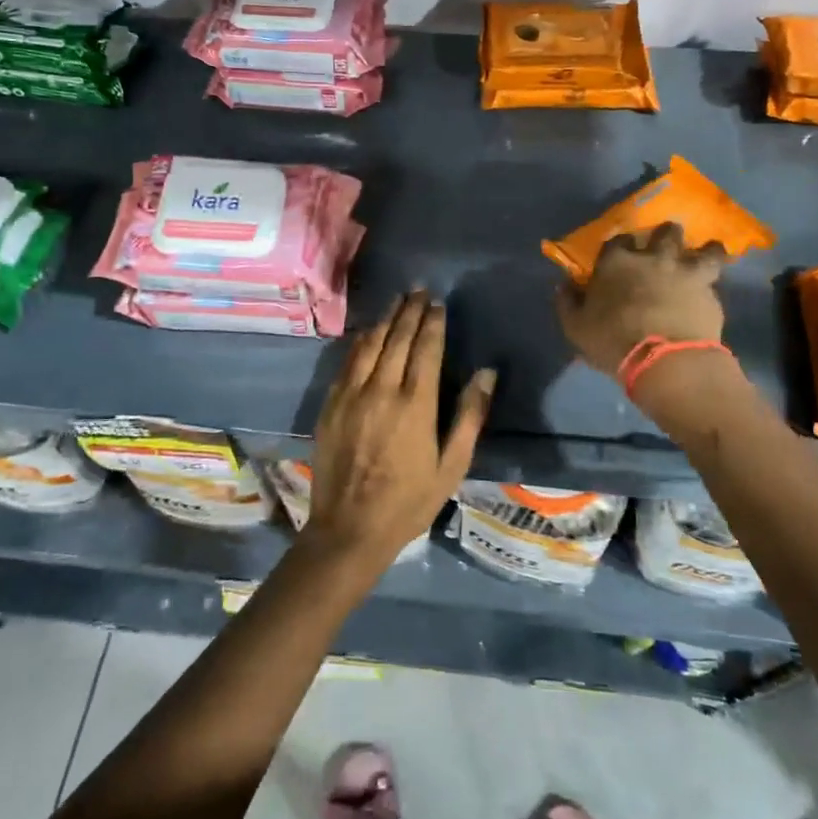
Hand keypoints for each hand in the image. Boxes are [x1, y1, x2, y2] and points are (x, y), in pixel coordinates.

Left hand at [306, 291, 495, 565]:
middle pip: (397, 338)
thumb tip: (486, 373)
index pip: (426, 348)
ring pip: (369, 344)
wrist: (350, 527)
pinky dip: (360, 341)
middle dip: (410, 311)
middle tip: (419, 291)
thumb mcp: (452, 465)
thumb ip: (470, 416)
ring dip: (385, 319)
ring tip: (397, 301)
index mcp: (415, 404)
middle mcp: (382, 390)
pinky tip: (367, 332)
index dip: (433, 322)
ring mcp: (352, 395)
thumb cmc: (409, 500)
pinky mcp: (331, 404)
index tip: (438, 303)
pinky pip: (347, 362)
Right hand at [554, 223, 729, 375]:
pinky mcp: (711, 291)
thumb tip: (565, 285)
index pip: (617, 241)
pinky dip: (714, 281)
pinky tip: (713, 288)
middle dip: (666, 236)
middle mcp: (654, 257)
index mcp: (617, 262)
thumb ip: (568, 302)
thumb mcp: (576, 327)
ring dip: (705, 250)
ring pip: (704, 248)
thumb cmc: (612, 341)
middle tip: (665, 248)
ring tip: (706, 255)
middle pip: (665, 232)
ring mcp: (686, 271)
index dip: (620, 247)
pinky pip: (716, 278)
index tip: (621, 256)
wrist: (665, 360)